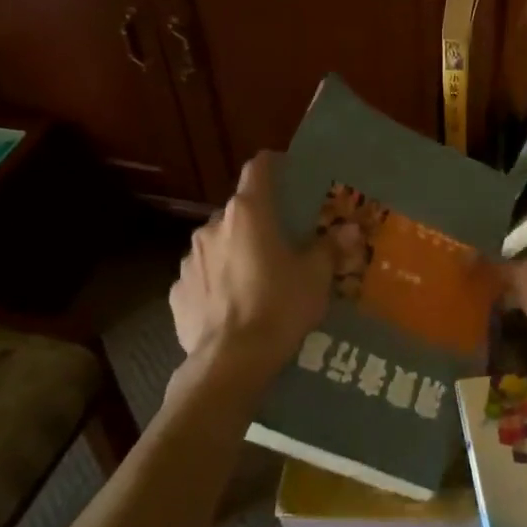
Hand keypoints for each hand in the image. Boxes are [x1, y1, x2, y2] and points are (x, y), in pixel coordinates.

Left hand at [169, 154, 331, 377]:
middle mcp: (213, 227)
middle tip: (283, 241)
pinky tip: (234, 304)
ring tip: (258, 278)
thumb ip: (330, 247)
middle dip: (259, 220)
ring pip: (218, 243)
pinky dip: (217, 281)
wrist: (231, 362)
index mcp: (248, 213)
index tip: (288, 171)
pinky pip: (202, 276)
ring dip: (236, 251)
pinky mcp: (176, 291)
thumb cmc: (280, 306)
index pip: (258, 169)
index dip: (274, 165)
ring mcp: (189, 259)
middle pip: (239, 210)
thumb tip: (350, 229)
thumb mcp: (316, 276)